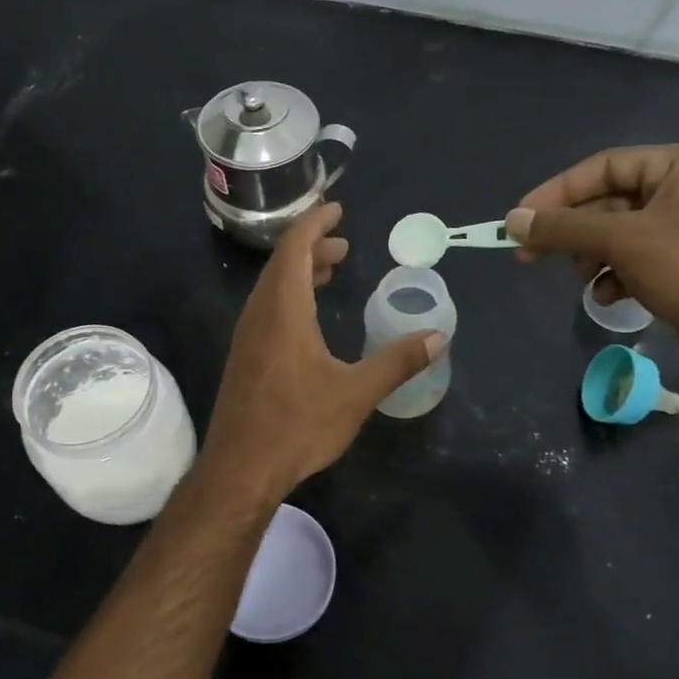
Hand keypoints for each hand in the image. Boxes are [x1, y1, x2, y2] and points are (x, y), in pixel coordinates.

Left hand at [201, 203, 443, 498]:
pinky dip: (289, 298)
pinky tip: (308, 320)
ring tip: (330, 272)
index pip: (294, 247)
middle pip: (281, 264)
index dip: (315, 223)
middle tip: (343, 246)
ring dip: (299, 273)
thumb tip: (437, 337)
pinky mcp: (244, 359)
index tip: (337, 210)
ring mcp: (246, 338)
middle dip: (312, 247)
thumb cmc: (297, 425)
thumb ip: (396, 362)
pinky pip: (266, 311)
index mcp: (283, 310)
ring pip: (272, 289)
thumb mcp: (355, 393)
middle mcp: (259, 315)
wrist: (240, 468)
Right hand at [505, 144, 678, 378]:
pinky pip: (636, 260)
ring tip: (581, 279)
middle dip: (572, 231)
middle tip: (529, 256)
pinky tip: (609, 297)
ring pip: (618, 235)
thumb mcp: (623, 240)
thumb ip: (563, 228)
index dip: (556, 192)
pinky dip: (616, 276)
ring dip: (592, 256)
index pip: (602, 167)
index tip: (518, 221)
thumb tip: (511, 221)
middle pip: (608, 202)